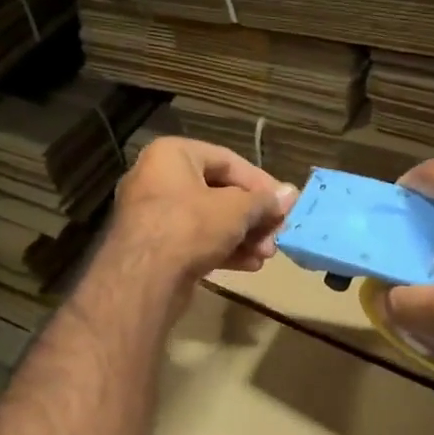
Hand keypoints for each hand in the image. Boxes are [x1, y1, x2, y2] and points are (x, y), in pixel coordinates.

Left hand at [107, 137, 298, 292]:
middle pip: (218, 193)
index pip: (227, 160)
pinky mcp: (154, 247)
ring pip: (208, 220)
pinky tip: (249, 265)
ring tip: (267, 254)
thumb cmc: (190, 227)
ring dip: (242, 236)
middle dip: (252, 216)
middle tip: (277, 234)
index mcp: (171, 155)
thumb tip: (290, 194)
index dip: (260, 183)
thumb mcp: (236, 209)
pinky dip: (222, 250)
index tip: (284, 204)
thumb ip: (264, 201)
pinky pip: (194, 241)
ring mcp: (153, 215)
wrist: (143, 279)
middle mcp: (157, 179)